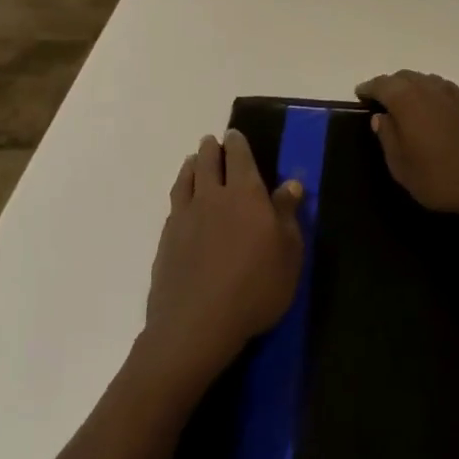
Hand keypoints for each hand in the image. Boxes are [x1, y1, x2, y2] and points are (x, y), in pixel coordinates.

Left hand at [143, 130, 303, 382]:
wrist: (196, 324)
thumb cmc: (255, 288)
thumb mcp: (288, 254)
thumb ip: (287, 215)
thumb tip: (291, 183)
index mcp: (246, 194)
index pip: (240, 157)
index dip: (237, 143)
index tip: (234, 134)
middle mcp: (212, 196)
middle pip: (208, 162)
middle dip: (211, 149)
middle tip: (211, 142)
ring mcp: (185, 217)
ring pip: (186, 180)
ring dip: (191, 166)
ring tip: (194, 161)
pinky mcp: (166, 240)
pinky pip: (174, 204)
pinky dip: (179, 192)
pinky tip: (182, 201)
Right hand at [355, 71, 458, 217]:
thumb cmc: (441, 176)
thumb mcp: (402, 167)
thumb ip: (388, 138)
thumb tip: (380, 117)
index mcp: (407, 99)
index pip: (381, 84)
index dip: (368, 88)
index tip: (360, 94)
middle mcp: (429, 88)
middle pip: (404, 77)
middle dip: (389, 85)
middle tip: (380, 100)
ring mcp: (454, 93)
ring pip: (425, 81)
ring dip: (411, 87)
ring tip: (404, 105)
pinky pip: (442, 90)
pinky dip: (430, 95)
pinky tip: (432, 111)